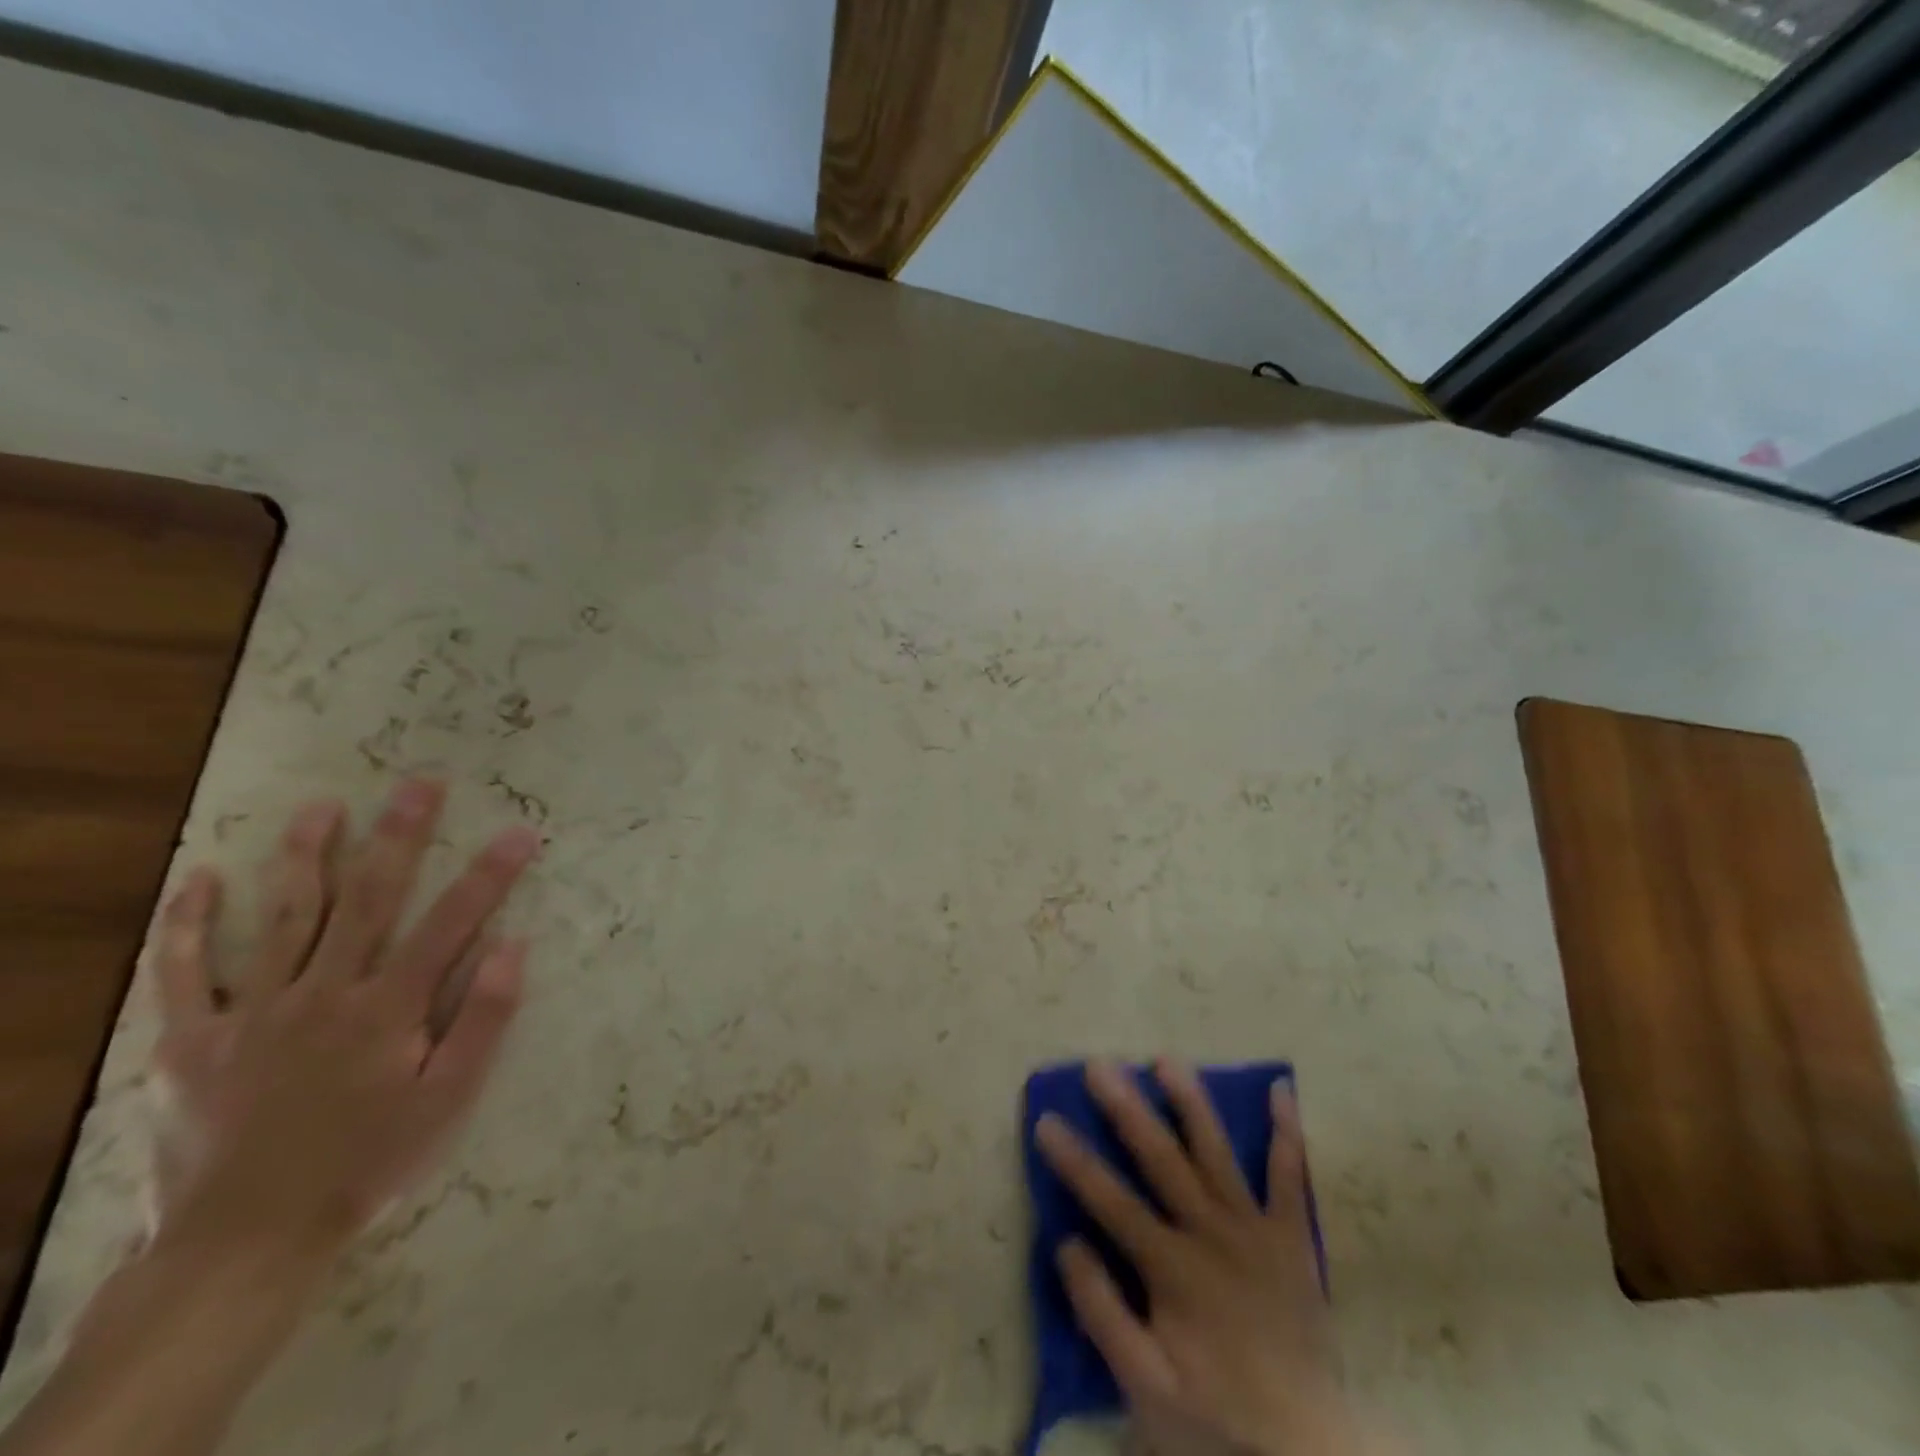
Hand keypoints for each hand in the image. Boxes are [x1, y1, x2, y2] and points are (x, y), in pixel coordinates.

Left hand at [144, 778, 538, 1263]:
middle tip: (419, 785)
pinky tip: (201, 878)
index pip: (452, 923)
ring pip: (283, 916)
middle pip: (368, 899)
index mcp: (386, 1008)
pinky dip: (189, 922)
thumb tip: (514, 947)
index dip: (490, 874)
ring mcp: (252, 1011)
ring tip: (323, 806)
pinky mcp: (192, 1040)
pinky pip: (183, 972)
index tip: (520, 831)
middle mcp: (323, 992)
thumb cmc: (367, 1164)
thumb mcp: (448, 1101)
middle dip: (399, 836)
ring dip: (306, 855)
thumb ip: (482, 1020)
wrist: (245, 1243)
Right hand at [1035, 1060, 1364, 1455]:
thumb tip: (1067, 1242)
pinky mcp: (1292, 1239)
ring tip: (1167, 1060)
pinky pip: (1293, 1179)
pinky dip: (1288, 1134)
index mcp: (1173, 1268)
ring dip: (1191, 1103)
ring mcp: (1256, 1230)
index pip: (1110, 1201)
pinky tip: (1280, 1090)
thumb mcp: (1146, 1389)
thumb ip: (1103, 1314)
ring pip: (1217, 1153)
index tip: (1046, 1119)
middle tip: (1101, 1065)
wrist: (1310, 1455)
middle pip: (1161, 1160)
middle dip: (1126, 1109)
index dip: (1074, 1160)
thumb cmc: (1218, 1419)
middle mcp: (1212, 1234)